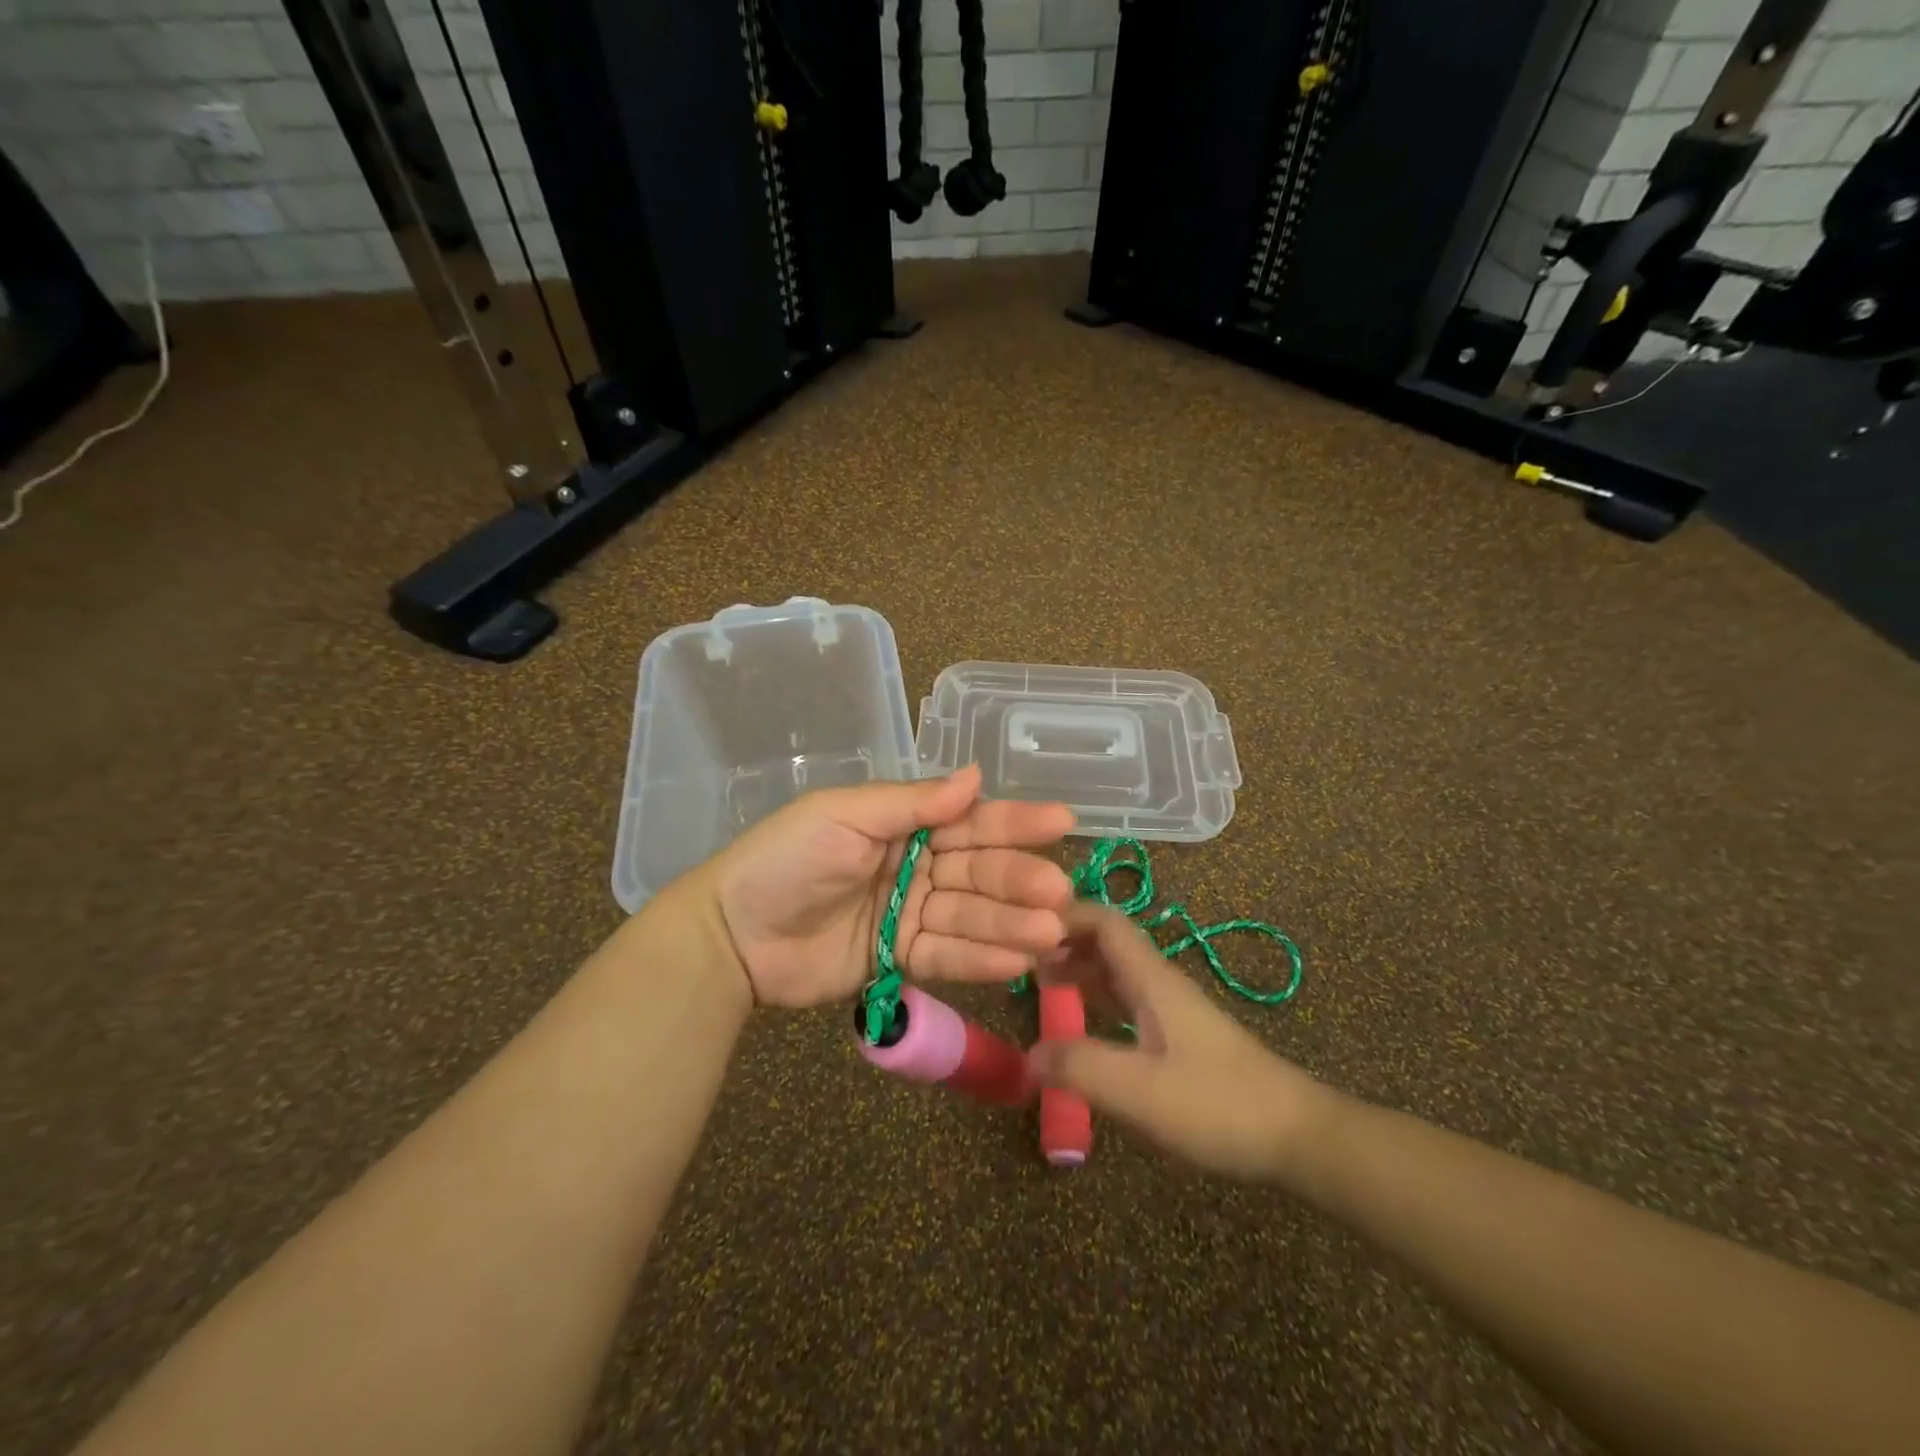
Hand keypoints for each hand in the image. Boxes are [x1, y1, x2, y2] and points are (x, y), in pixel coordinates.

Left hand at [706, 764, 1075, 1009]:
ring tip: (1048, 932)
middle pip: (977, 871)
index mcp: (903, 824)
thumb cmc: (786, 859)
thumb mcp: (844, 815)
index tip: (1061, 821)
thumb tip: (976, 776)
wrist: (732, 933)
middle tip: (1058, 892)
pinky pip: (946, 956)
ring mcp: (910, 914)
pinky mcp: (900, 959)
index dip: (1014, 821)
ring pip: (969, 916)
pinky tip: (1016, 961)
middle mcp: (915, 866)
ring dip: (1009, 923)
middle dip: (1017, 880)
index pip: (968, 820)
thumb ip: (911, 803)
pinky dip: (979, 958)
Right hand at [1028, 904, 1332, 1181]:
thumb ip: (1080, 1067)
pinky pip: (1125, 1002)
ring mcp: (1171, 1011)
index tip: (1021, 926)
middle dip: (1063, 940)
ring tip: (1036, 981)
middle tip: (1018, 956)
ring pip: (1115, 972)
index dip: (1065, 914)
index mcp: (1151, 979)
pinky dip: (1095, 1000)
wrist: (1297, 1138)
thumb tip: (1026, 1055)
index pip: (1105, 922)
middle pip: (1107, 943)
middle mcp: (1159, 984)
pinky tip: (1079, 1022)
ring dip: (1078, 968)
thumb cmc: (1218, 1105)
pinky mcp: (1178, 1039)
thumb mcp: (1140, 1090)